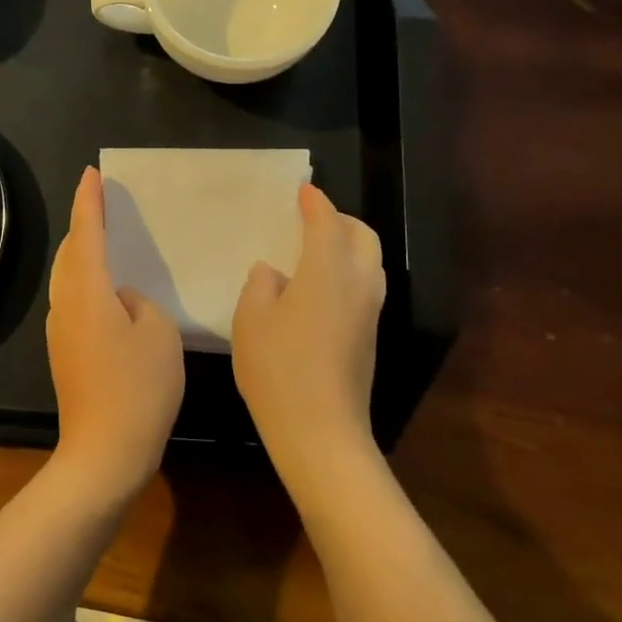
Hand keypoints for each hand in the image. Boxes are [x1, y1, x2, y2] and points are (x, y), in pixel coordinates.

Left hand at [45, 166, 184, 499]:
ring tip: (107, 240)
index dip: (89, 201)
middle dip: (84, 224)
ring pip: (69, 278)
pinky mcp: (64, 352)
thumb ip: (140, 303)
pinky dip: (88, 282)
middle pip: (70, 252)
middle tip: (103, 203)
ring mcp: (60, 330)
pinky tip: (110, 292)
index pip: (86, 232)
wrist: (103, 453)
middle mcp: (65, 304)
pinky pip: (74, 301)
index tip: (92, 173)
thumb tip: (122, 301)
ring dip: (85, 254)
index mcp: (87, 291)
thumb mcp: (159, 333)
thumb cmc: (138, 388)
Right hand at [231, 184, 385, 497]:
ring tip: (316, 249)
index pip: (326, 223)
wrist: (320, 431)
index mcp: (328, 270)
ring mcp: (369, 312)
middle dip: (341, 220)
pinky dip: (348, 271)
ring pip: (370, 262)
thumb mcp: (251, 319)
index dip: (315, 203)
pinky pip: (365, 286)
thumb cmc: (278, 367)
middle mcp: (358, 283)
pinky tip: (319, 287)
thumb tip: (274, 273)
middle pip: (363, 237)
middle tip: (313, 218)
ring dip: (349, 246)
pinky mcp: (369, 337)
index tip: (303, 190)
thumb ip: (261, 285)